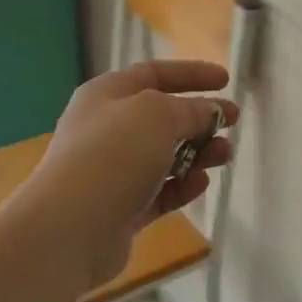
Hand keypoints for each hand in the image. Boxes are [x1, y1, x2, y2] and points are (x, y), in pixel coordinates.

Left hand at [23, 60, 237, 291]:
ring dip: (198, 153)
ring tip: (224, 156)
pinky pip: (158, 191)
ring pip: (164, 156)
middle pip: (162, 116)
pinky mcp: (120, 209)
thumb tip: (210, 111)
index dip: (191, 74)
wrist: (69, 227)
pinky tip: (201, 185)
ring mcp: (112, 171)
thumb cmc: (112, 155)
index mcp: (107, 94)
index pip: (154, 74)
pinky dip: (181, 186)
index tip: (227, 80)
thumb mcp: (157, 115)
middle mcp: (106, 128)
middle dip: (200, 118)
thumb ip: (190, 110)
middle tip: (232, 124)